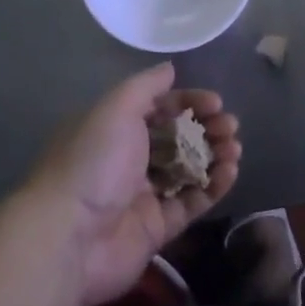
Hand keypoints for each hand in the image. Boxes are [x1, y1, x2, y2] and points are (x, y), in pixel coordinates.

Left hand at [25, 63, 240, 305]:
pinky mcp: (158, 228)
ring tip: (234, 149)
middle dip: (206, 128)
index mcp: (114, 128)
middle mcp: (128, 159)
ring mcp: (143, 195)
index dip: (188, 102)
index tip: (216, 102)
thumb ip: (145, 87)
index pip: (158, 108)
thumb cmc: (93, 162)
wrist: (70, 236)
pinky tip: (230, 172)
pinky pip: (191, 202)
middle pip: (176, 138)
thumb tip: (169, 68)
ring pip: (187, 170)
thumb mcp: (116, 109)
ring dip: (214, 155)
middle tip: (230, 127)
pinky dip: (212, 187)